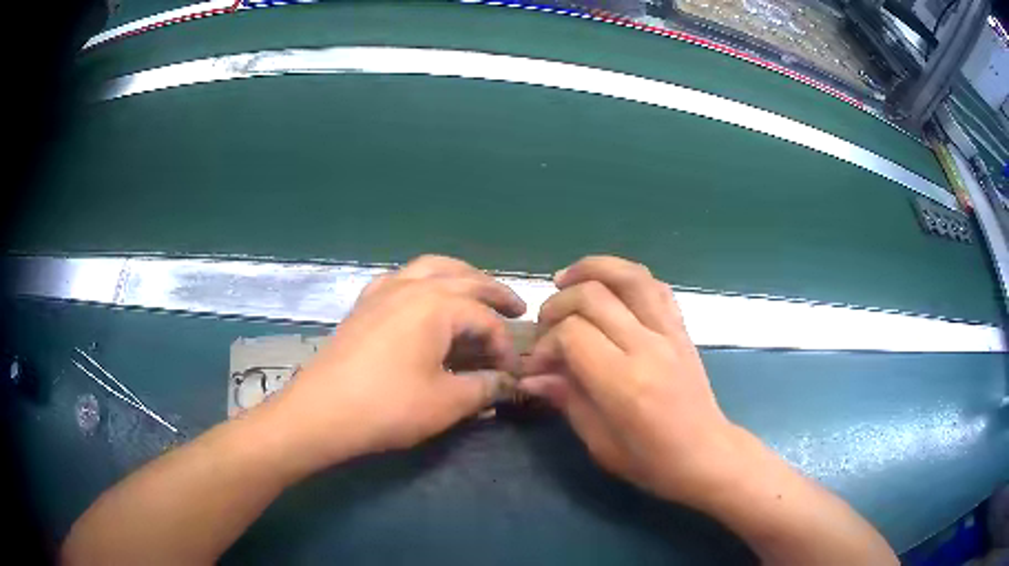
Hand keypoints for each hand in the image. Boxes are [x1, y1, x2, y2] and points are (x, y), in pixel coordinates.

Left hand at [268, 255, 525, 473]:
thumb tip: (510, 384)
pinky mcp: (364, 304)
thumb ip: (485, 387)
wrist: (321, 412)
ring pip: (431, 268)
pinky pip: (400, 280)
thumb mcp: (447, 402)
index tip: (512, 374)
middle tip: (517, 308)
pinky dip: (423, 281)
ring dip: (460, 277)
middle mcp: (412, 286)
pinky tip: (424, 298)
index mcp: (437, 305)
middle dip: (495, 293)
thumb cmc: (388, 406)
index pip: (485, 320)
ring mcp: (383, 291)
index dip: (505, 347)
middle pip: (464, 280)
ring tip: (477, 292)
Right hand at [520, 256, 742, 505]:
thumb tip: (531, 377)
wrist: (706, 454)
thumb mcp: (599, 442)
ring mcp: (669, 333)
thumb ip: (566, 400)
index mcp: (624, 382)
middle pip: (593, 296)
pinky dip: (627, 277)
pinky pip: (656, 287)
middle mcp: (647, 347)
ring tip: (567, 279)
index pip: (572, 333)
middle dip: (558, 304)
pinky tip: (610, 288)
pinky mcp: (681, 329)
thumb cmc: (651, 461)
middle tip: (545, 326)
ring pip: (630, 276)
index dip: (546, 344)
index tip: (539, 366)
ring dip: (592, 269)